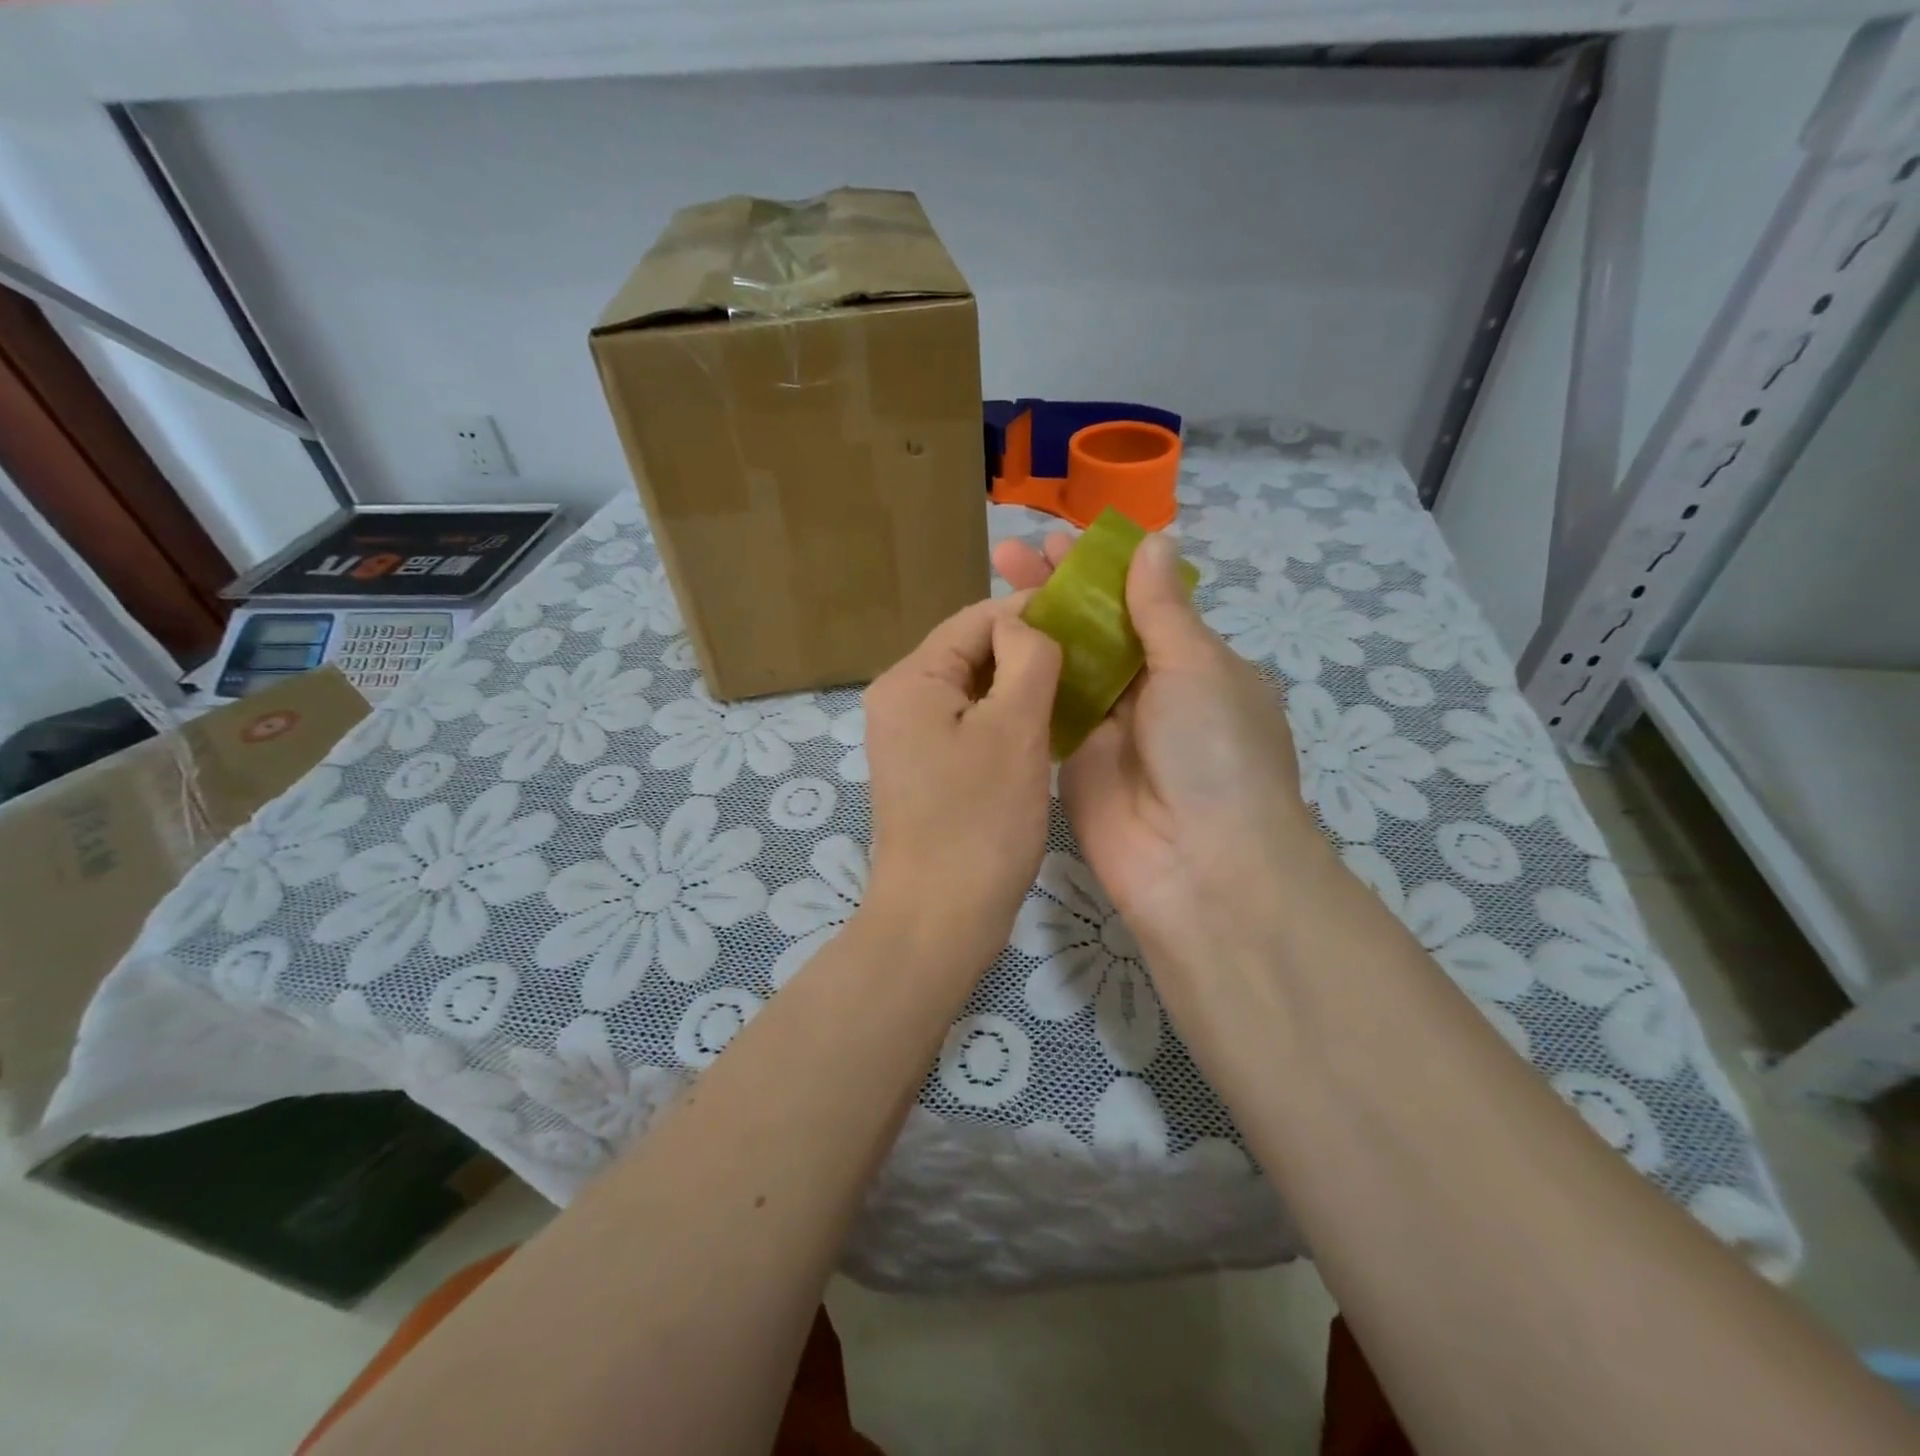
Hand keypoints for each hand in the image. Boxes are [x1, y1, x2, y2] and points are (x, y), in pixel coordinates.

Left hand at [861, 595, 1061, 964]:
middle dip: (1026, 652)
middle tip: (1087, 660)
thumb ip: (1026, 659)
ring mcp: (909, 737)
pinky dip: (1005, 720)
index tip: (1086, 622)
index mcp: (910, 679)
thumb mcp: (1014, 729)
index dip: (1031, 615)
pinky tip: (1045, 728)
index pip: (975, 619)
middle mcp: (899, 699)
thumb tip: (1026, 624)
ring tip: (1074, 690)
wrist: (939, 918)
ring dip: (1020, 687)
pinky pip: (970, 724)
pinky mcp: (926, 768)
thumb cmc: (980, 822)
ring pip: (974, 690)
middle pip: (971, 652)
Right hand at [992, 531, 1329, 983]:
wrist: (1199, 866)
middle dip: (1056, 590)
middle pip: (1096, 628)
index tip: (1056, 538)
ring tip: (991, 588)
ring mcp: (1108, 727)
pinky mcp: (1073, 761)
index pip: (1139, 600)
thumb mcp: (1196, 666)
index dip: (1099, 567)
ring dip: (1034, 628)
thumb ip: (1162, 608)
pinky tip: (990, 646)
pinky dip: (1023, 679)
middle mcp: (1149, 690)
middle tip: (1007, 555)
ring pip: (1066, 666)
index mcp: (1191, 661)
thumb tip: (1154, 539)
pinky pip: (1046, 711)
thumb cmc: (1213, 752)